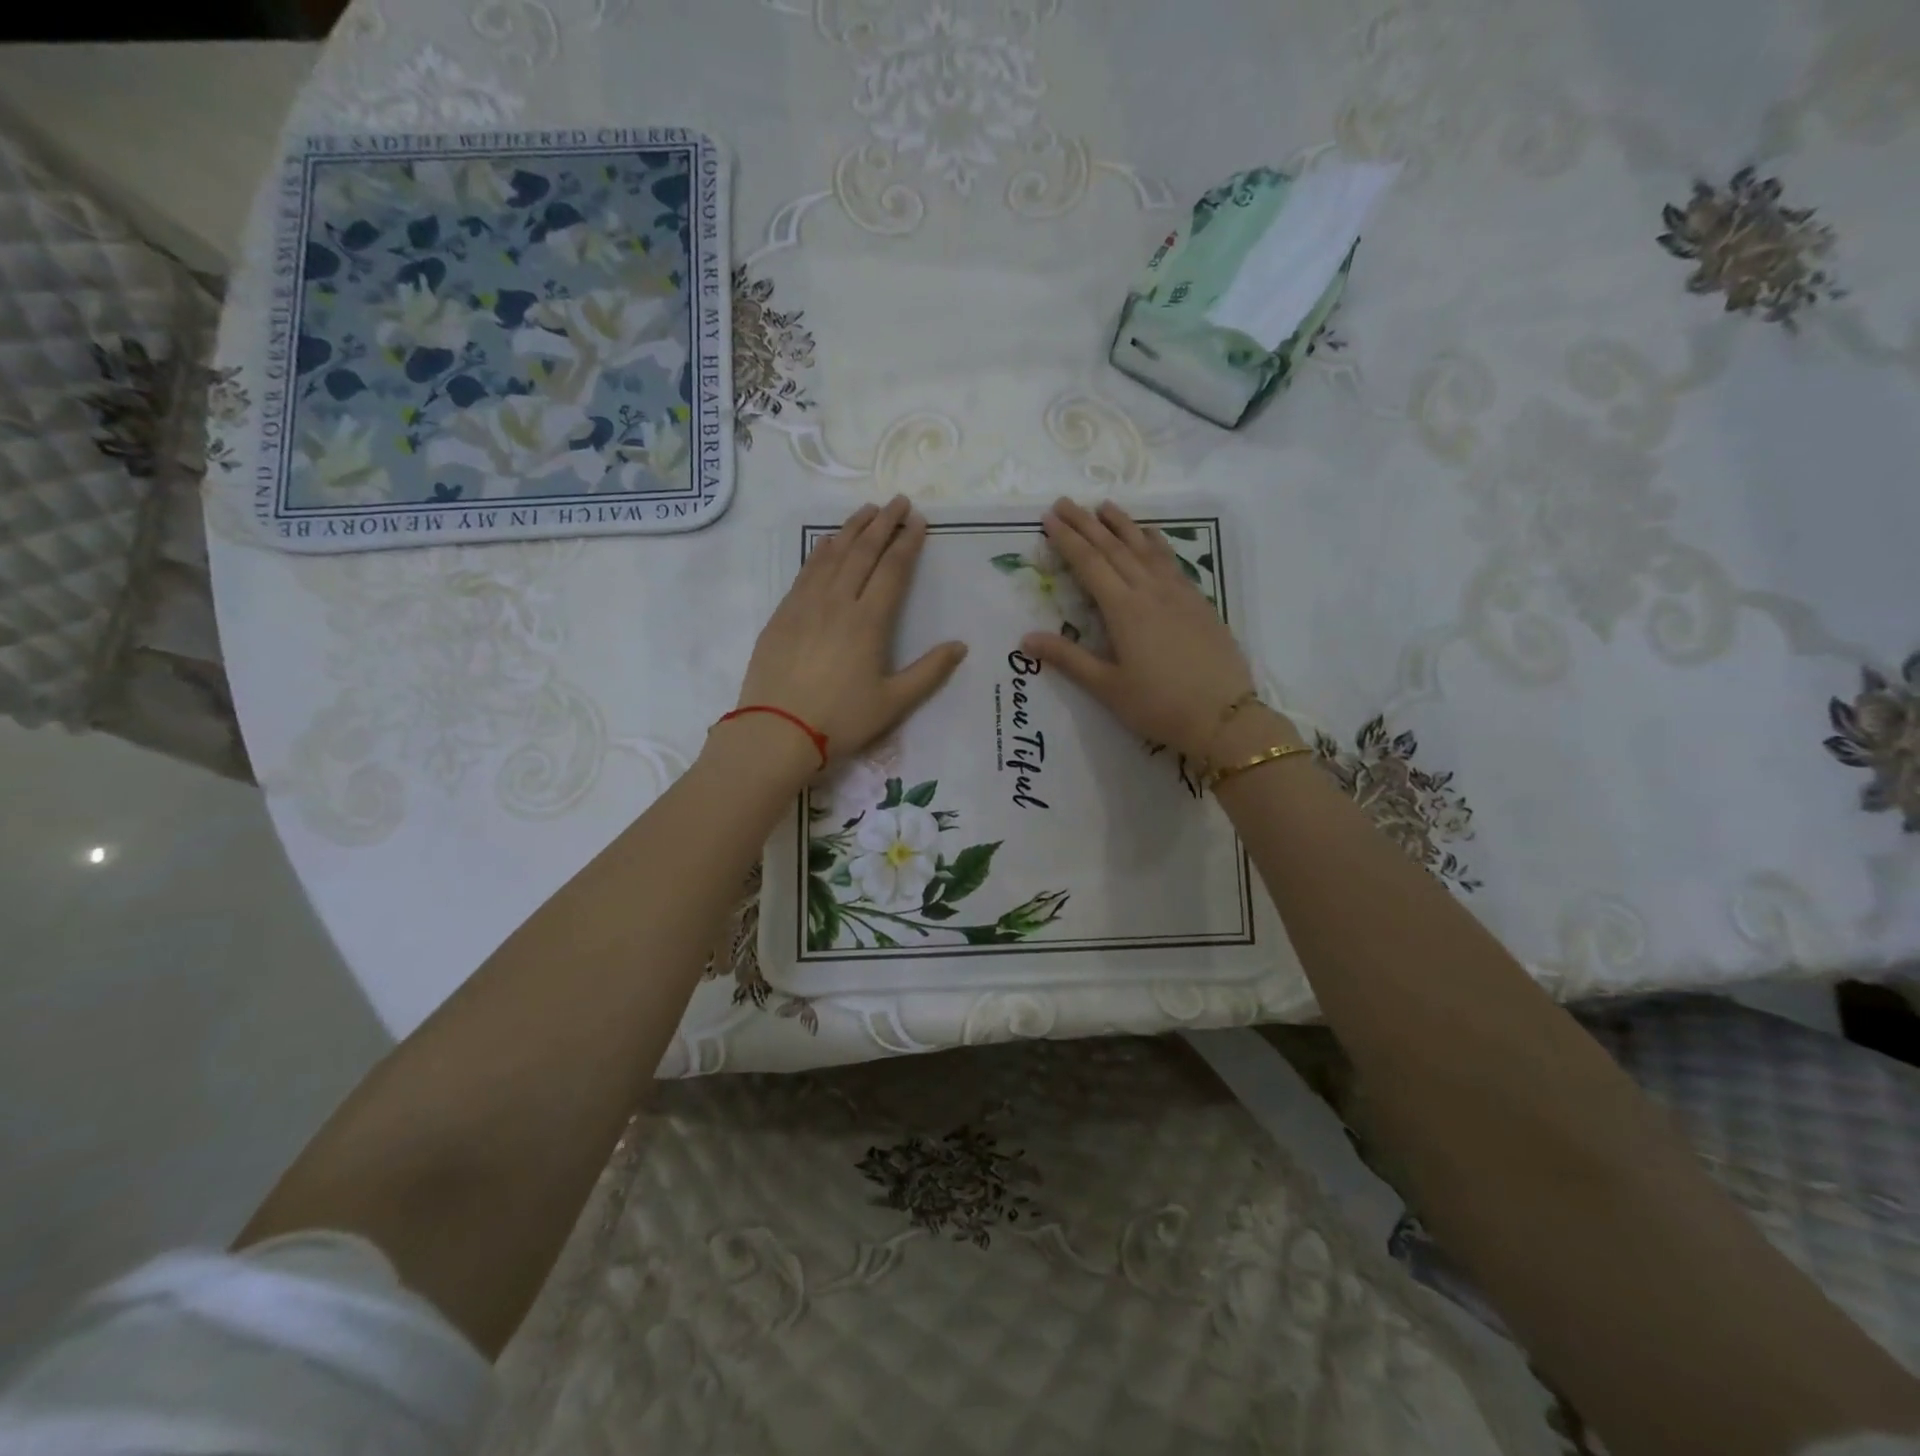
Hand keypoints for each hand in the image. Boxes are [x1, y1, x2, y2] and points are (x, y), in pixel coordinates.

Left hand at [733, 496, 966, 764]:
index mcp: (868, 622)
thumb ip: (929, 672)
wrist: (776, 732)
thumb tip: (960, 646)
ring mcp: (806, 605)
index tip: (919, 521)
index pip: (893, 570)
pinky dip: (821, 550)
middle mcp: (837, 602)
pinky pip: (806, 571)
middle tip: (897, 501)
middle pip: (863, 552)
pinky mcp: (783, 614)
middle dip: (883, 523)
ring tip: (867, 510)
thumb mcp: (893, 703)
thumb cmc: (841, 720)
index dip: (908, 543)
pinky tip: (828, 542)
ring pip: (832, 555)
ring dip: (852, 529)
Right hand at [1020, 499, 1294, 763]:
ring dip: (1123, 525)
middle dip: (1087, 523)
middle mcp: (1150, 591)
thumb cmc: (1158, 705)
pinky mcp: (1198, 602)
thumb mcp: (1107, 687)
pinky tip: (1151, 536)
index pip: (1090, 564)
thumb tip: (1025, 638)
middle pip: (1114, 548)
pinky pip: (1170, 561)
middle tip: (1066, 502)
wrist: (1223, 716)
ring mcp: (1178, 593)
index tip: (1049, 517)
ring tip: (1105, 506)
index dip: (1067, 539)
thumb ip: (1068, 658)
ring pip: (1145, 548)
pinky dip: (1155, 542)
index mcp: (1124, 610)